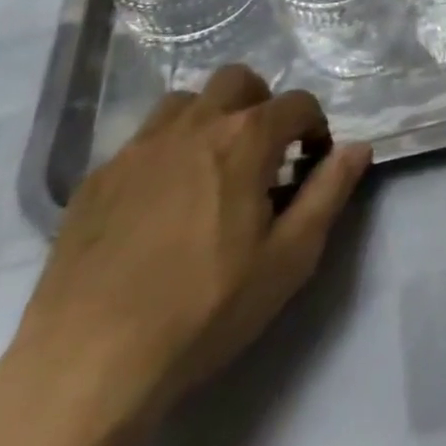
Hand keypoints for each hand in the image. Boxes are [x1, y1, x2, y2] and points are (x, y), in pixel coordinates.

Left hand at [10, 67, 371, 426]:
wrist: (87, 365)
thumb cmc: (205, 309)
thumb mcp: (289, 258)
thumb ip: (329, 192)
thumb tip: (358, 147)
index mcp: (246, 137)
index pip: (298, 103)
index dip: (315, 128)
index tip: (311, 165)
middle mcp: (195, 124)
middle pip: (239, 80)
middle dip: (261, 105)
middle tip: (262, 155)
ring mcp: (139, 147)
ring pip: (185, 102)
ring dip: (209, 120)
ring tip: (210, 168)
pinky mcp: (97, 178)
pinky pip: (141, 141)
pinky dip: (164, 153)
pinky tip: (159, 203)